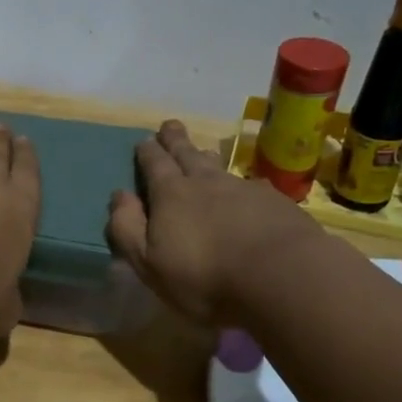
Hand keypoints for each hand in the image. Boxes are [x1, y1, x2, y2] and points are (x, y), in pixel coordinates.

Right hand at [107, 120, 323, 324]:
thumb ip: (127, 228)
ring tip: (203, 151)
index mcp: (170, 194)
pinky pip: (251, 185)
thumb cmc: (204, 276)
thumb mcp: (149, 261)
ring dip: (206, 156)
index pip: (154, 164)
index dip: (147, 152)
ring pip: (219, 166)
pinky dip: (242, 184)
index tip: (144, 140)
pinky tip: (247, 190)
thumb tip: (119, 195)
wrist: (282, 276)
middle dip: (175, 140)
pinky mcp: (275, 202)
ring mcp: (243, 188)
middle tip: (170, 125)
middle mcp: (205, 182)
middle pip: (186, 153)